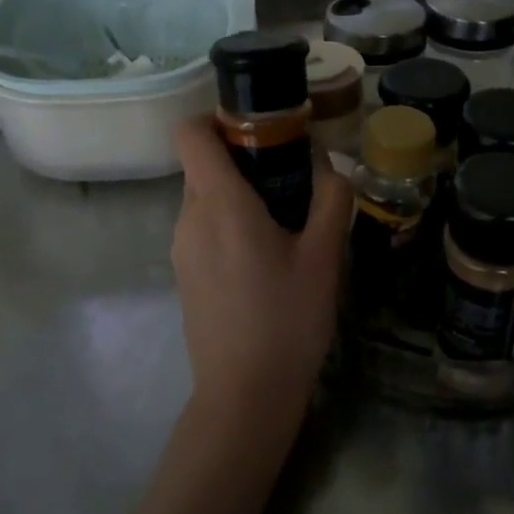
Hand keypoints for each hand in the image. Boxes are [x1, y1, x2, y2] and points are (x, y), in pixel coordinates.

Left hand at [170, 119, 352, 445]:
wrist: (244, 396)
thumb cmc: (287, 320)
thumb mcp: (325, 256)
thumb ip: (331, 198)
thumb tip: (329, 164)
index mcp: (220, 203)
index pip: (191, 132)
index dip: (218, 116)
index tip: (260, 128)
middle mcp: (189, 217)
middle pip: (204, 162)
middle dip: (244, 157)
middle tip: (293, 176)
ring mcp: (181, 248)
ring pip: (205, 196)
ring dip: (241, 192)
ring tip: (287, 220)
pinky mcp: (184, 273)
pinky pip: (204, 226)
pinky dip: (231, 221)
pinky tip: (267, 256)